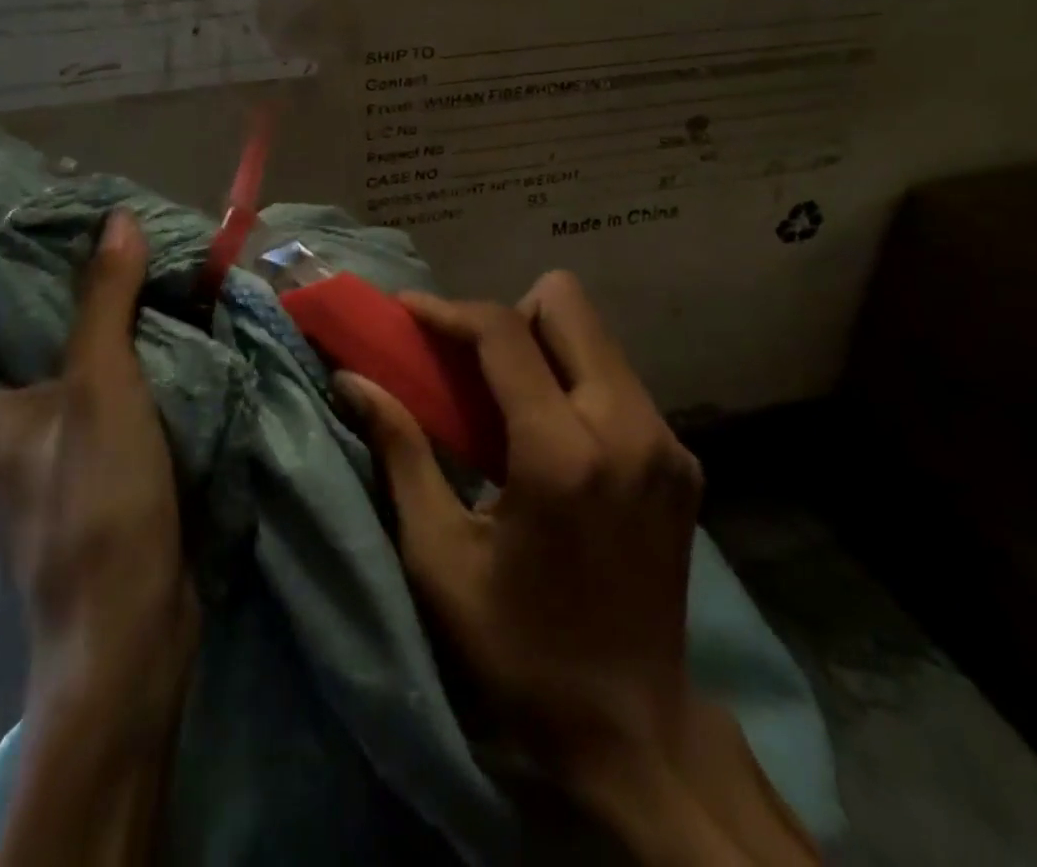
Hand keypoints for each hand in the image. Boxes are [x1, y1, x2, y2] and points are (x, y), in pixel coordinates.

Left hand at [0, 208, 197, 724]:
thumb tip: (116, 218)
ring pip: (68, 374)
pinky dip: (124, 376)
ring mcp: (31, 461)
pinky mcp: (73, 480)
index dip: (33, 267)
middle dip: (83, 299)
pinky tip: (162, 347)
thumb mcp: (103, 384)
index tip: (83, 230)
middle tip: (131, 253)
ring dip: (110, 338)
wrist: (129, 626)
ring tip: (153, 286)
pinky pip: (93, 406)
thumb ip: (106, 298)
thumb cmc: (98, 497)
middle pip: (32, 340)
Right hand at [339, 271, 698, 778]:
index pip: (505, 332)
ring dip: (543, 347)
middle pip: (567, 304)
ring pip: (596, 337)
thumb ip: (399, 451)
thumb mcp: (439, 556)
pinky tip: (553, 438)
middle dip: (509, 315)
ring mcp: (667, 442)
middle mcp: (628, 428)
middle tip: (471, 363)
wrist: (635, 732)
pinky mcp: (683, 461)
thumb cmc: (518, 648)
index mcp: (562, 453)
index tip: (408, 312)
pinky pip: (618, 380)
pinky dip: (575, 383)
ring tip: (507, 400)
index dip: (448, 309)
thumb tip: (352, 380)